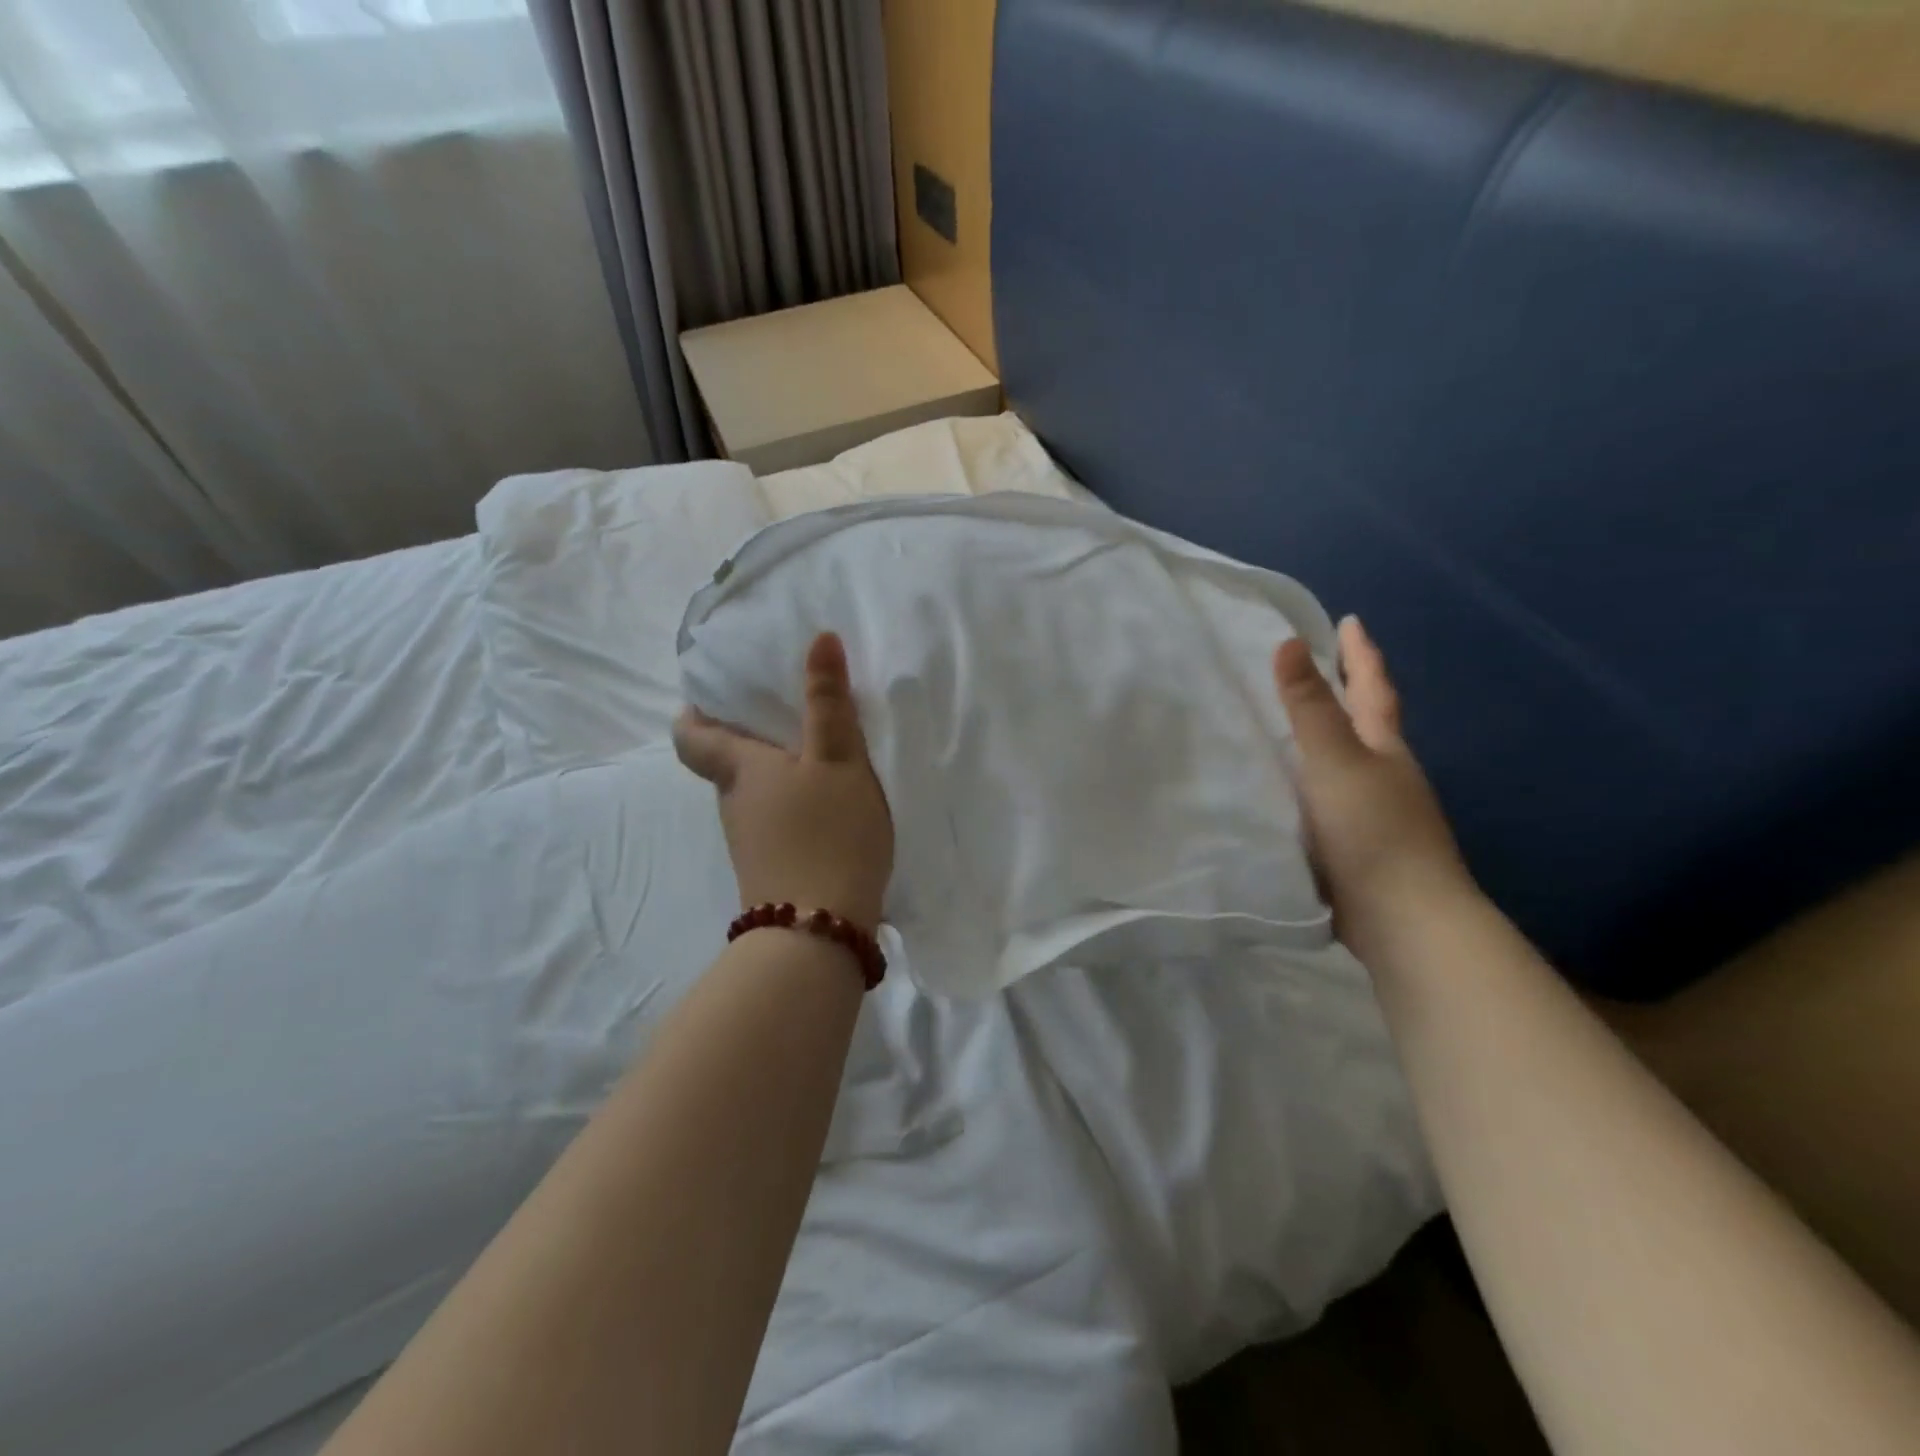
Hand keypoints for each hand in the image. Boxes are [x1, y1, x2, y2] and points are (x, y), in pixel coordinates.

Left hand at [673, 632, 893, 934]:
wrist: (820, 931)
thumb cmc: (827, 833)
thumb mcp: (837, 760)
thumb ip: (828, 702)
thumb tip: (818, 637)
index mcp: (740, 770)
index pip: (691, 737)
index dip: (694, 714)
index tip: (714, 694)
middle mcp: (734, 803)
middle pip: (727, 763)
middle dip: (749, 737)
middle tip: (789, 713)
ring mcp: (751, 841)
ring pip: (754, 793)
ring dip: (777, 772)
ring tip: (820, 755)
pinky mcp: (772, 868)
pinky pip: (775, 820)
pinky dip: (794, 804)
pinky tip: (830, 804)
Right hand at [1274, 616, 1474, 963]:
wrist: (1402, 918)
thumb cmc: (1371, 829)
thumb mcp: (1334, 760)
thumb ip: (1309, 707)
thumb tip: (1288, 642)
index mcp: (1383, 747)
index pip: (1371, 687)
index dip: (1360, 653)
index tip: (1350, 621)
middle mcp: (1384, 773)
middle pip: (1366, 722)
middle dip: (1347, 693)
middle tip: (1318, 667)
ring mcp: (1374, 812)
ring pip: (1347, 763)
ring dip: (1326, 741)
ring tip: (1290, 727)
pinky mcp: (1356, 845)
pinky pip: (1328, 799)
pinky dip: (1311, 783)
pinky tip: (1289, 792)